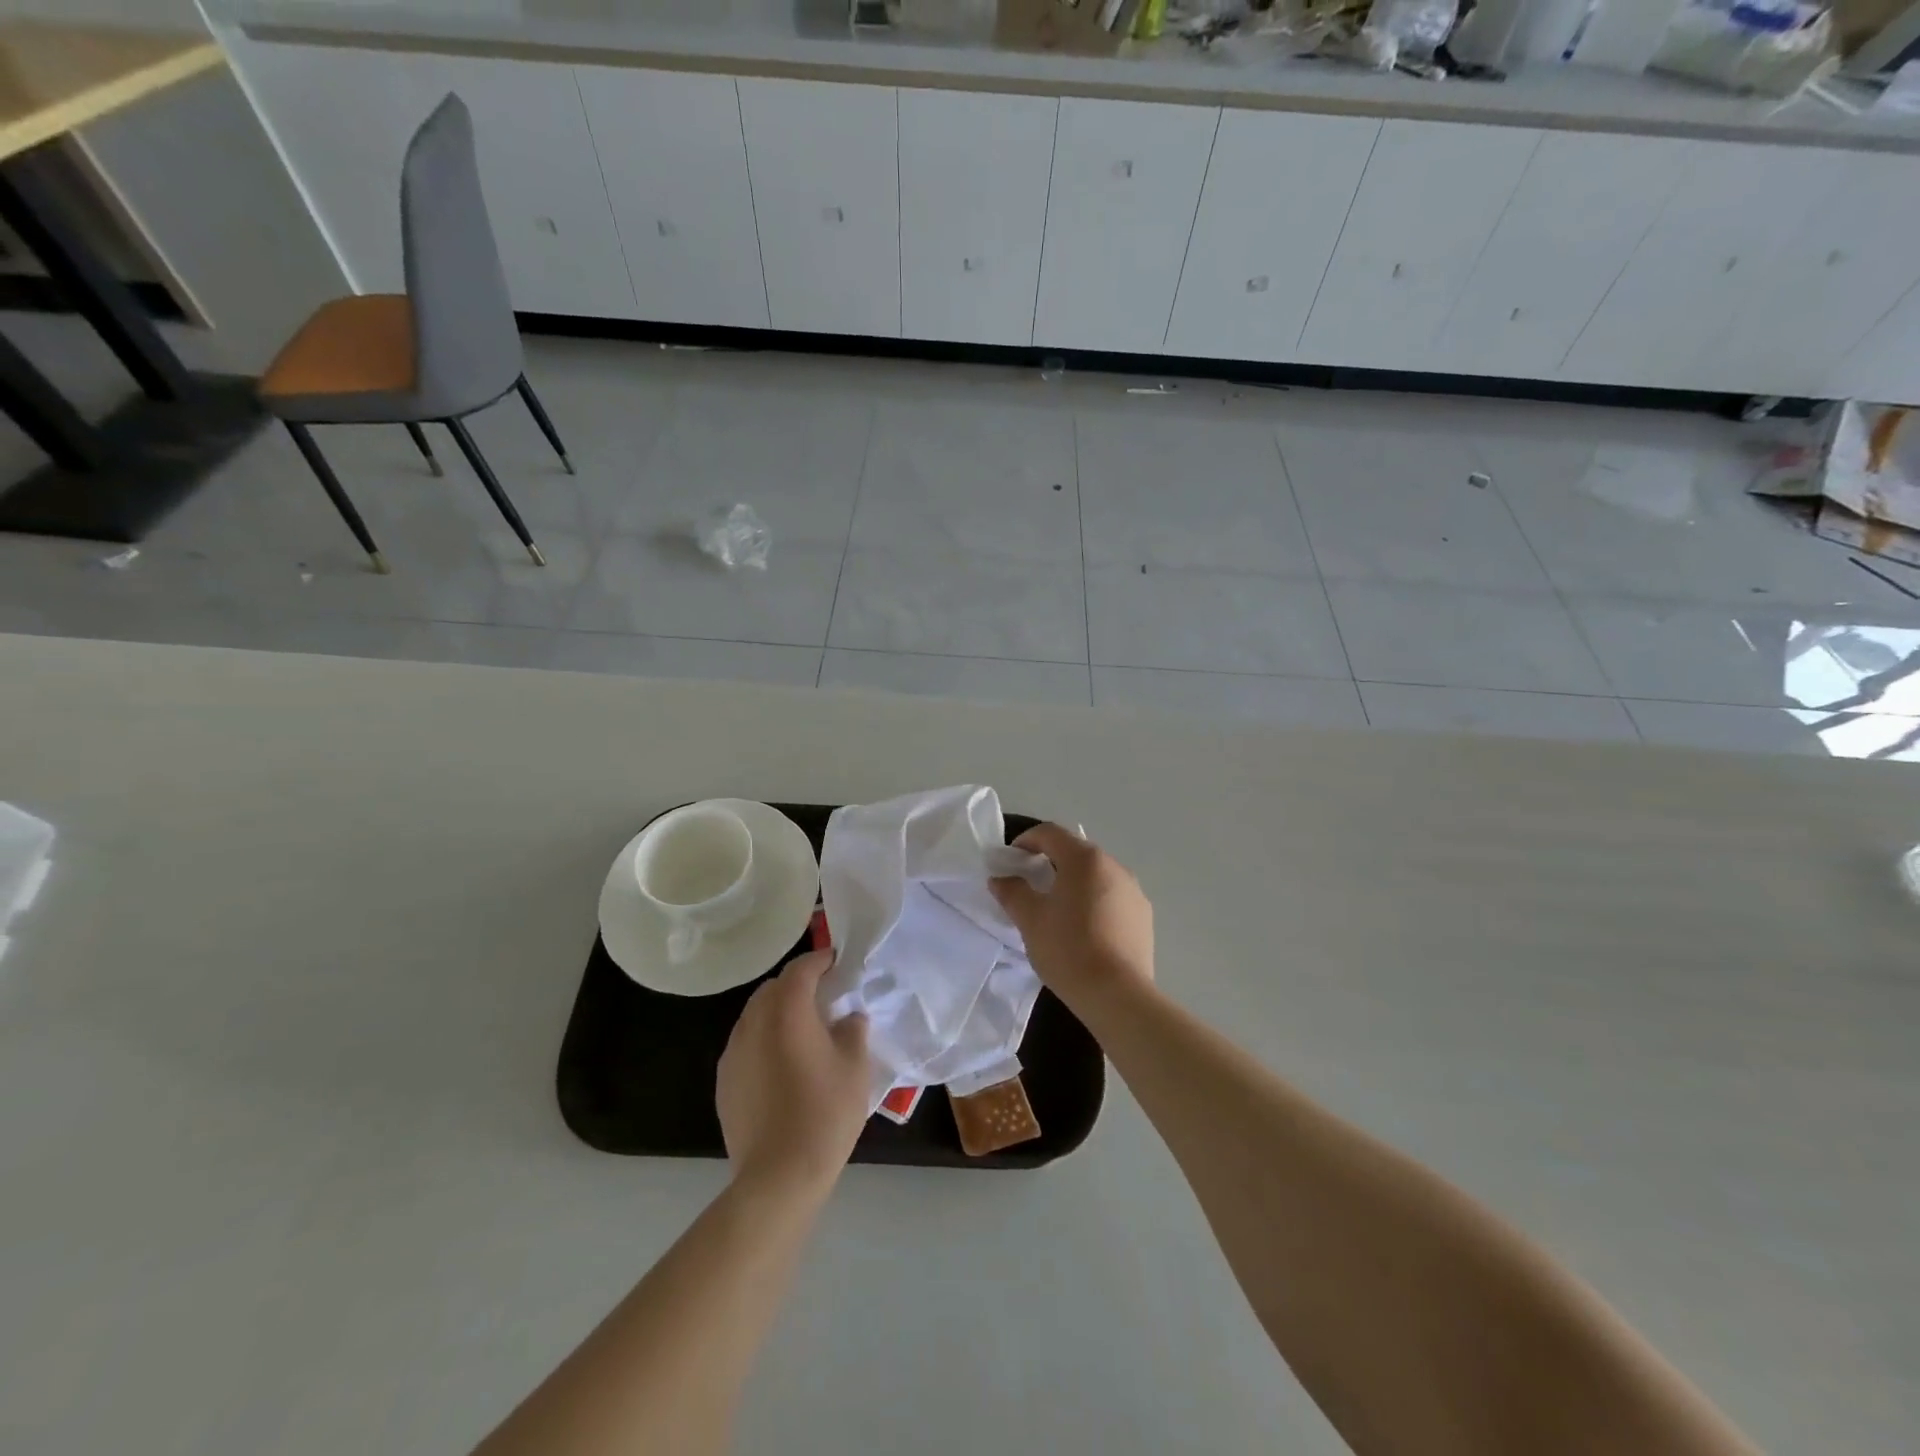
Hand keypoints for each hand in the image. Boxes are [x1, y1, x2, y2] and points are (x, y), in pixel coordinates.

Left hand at [717, 949, 870, 1197]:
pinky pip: (746, 1043)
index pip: (801, 969)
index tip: (838, 963)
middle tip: (824, 998)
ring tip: (803, 1031)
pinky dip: (764, 1039)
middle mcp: (753, 1022)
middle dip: (798, 985)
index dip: (820, 960)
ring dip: (778, 1012)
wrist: (778, 1177)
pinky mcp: (724, 1080)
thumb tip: (848, 1017)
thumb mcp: (855, 1067)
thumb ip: (852, 1030)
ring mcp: (733, 1052)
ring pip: (756, 1015)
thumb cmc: (824, 1114)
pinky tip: (783, 1065)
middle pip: (773, 988)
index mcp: (787, 1011)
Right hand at [990, 823, 1153, 1011]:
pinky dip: (1094, 901)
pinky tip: (1084, 929)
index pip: (1050, 833)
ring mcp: (1134, 891)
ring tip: (1057, 909)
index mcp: (1085, 859)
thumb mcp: (1030, 920)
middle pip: (1076, 852)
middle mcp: (1114, 866)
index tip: (1010, 859)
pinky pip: (1112, 897)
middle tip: (1030, 884)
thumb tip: (1000, 879)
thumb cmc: (1068, 949)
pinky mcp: (1144, 916)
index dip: (1026, 840)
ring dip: (1074, 882)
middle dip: (1050, 861)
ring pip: (1096, 875)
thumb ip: (1013, 892)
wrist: (1118, 995)